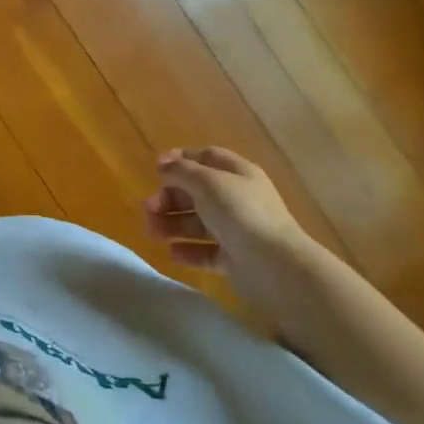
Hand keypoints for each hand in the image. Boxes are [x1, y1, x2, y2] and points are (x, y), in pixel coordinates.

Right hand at [143, 147, 330, 315]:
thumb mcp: (207, 182)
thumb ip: (182, 171)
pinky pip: (207, 251)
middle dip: (170, 198)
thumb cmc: (240, 213)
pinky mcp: (235, 259)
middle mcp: (239, 199)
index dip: (182, 159)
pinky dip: (189, 251)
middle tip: (148, 208)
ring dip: (173, 224)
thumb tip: (164, 164)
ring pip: (198, 223)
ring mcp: (238, 230)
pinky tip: (172, 253)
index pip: (208, 158)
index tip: (156, 168)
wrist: (275, 265)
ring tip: (152, 232)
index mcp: (238, 174)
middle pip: (198, 192)